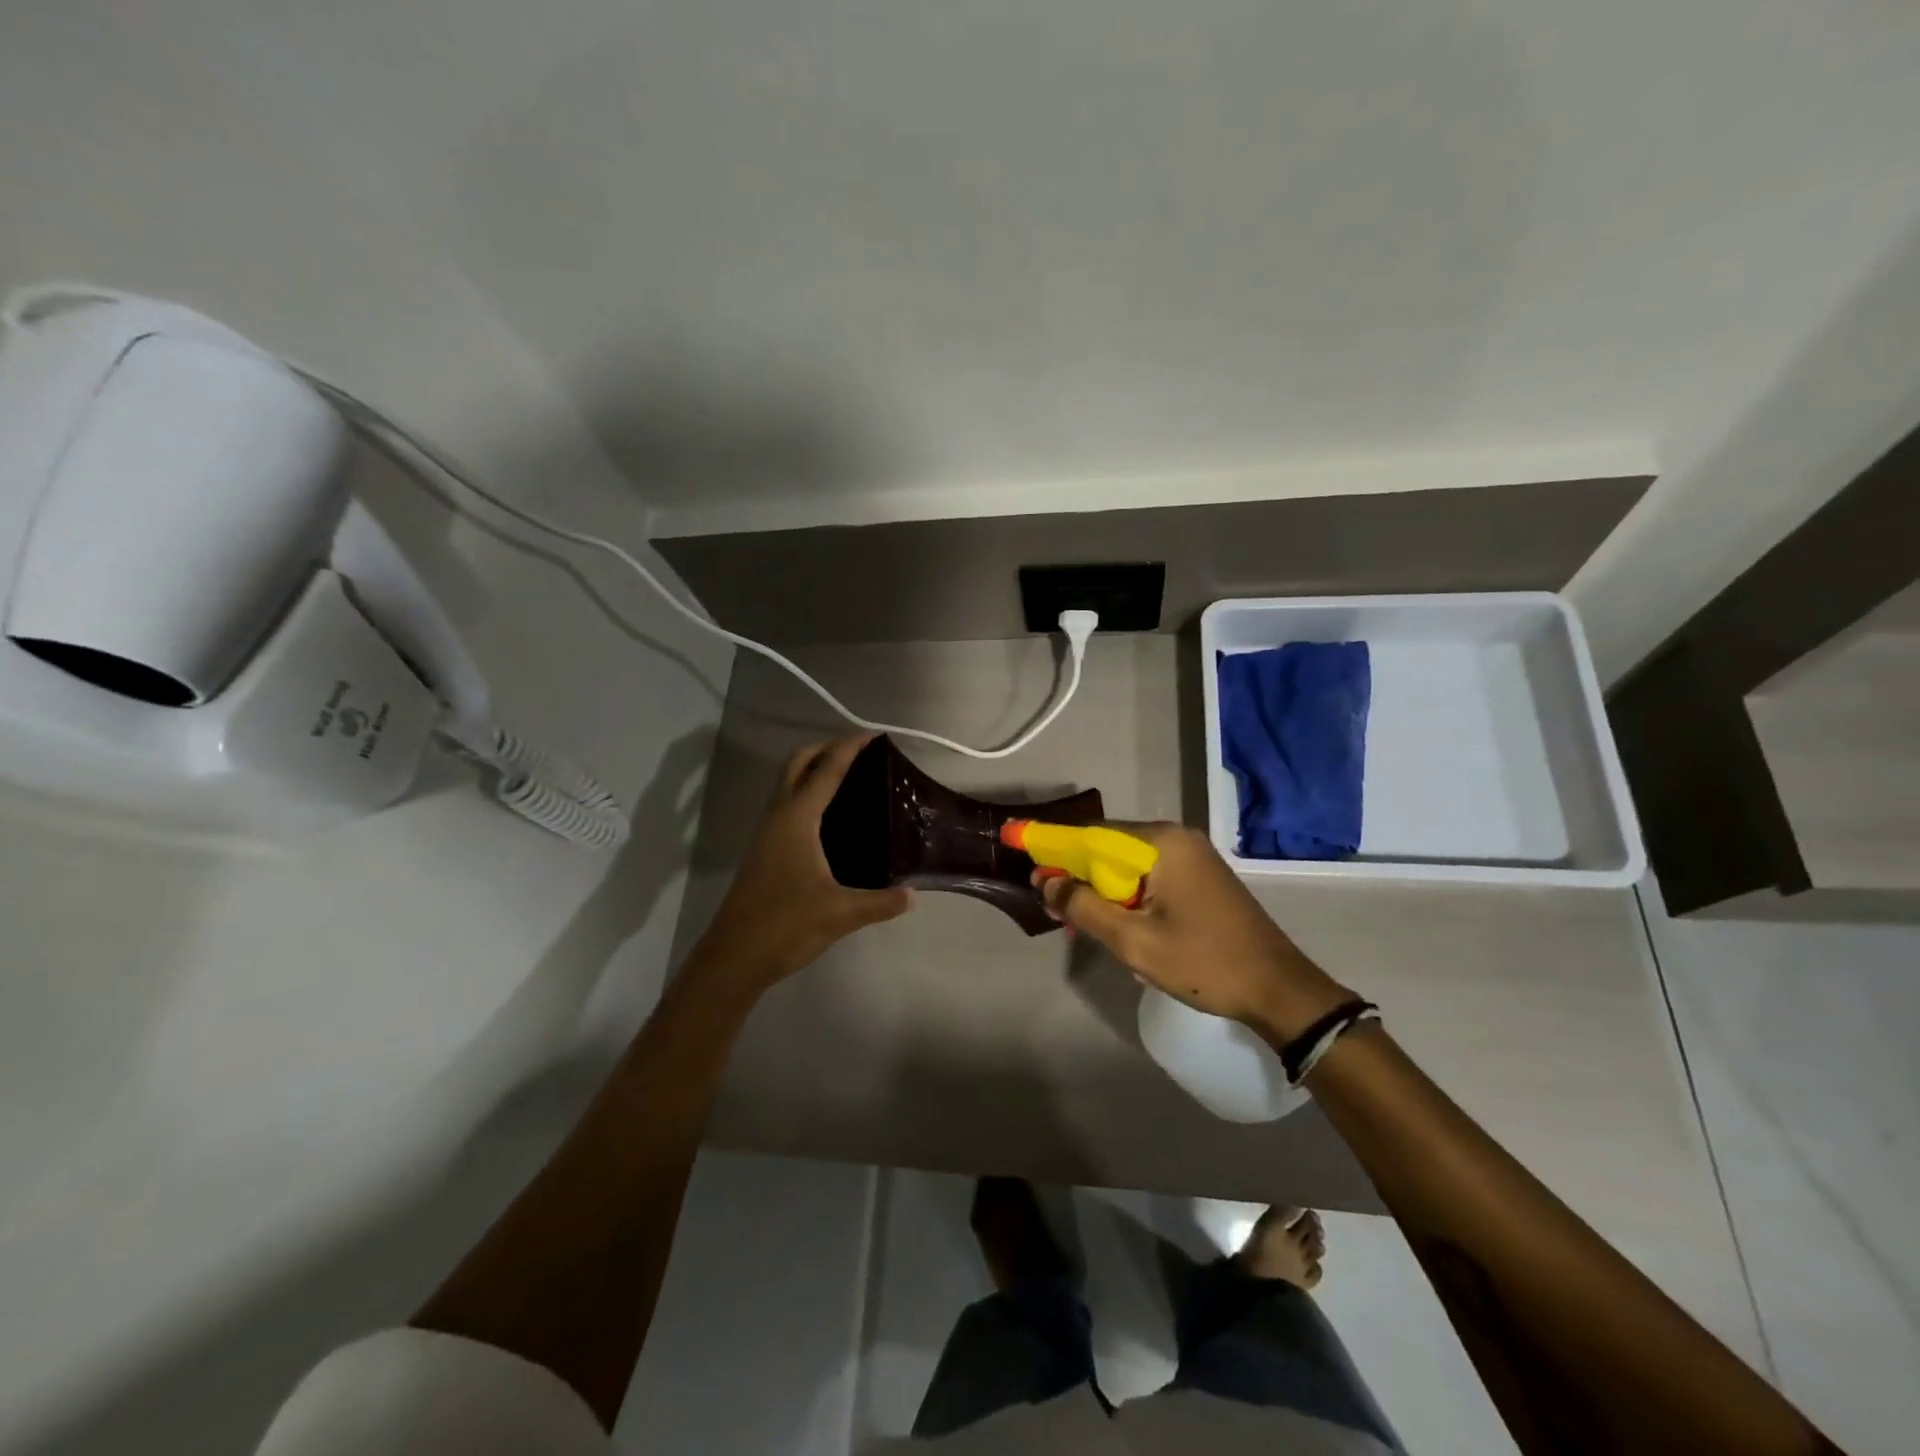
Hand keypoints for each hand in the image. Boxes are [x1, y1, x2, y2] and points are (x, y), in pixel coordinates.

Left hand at [688, 734, 913, 994]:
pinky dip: (806, 795)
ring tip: (849, 780)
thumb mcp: (841, 914)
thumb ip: (881, 902)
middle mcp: (778, 817)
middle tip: (860, 754)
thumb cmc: (786, 925)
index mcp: (797, 819)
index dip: (850, 748)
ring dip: (813, 771)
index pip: (826, 770)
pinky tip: (829, 820)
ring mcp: (766, 833)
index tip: (874, 735)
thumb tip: (913, 896)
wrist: (734, 957)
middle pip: (797, 764)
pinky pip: (785, 806)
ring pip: (787, 784)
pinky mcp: (763, 851)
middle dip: (826, 749)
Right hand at [1038, 823, 1352, 1040]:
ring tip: (1079, 920)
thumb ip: (1084, 908)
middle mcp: (1176, 837)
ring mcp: (1191, 856)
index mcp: (1160, 842)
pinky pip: (1148, 875)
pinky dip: (1125, 894)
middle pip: (1108, 846)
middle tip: (1051, 903)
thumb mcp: (1133, 941)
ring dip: (1101, 888)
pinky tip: (1117, 922)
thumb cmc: (1203, 963)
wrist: (1279, 989)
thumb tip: (1046, 882)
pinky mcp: (1199, 876)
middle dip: (1076, 872)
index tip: (1016, 844)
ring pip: (1127, 863)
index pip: (1090, 834)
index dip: (1050, 843)